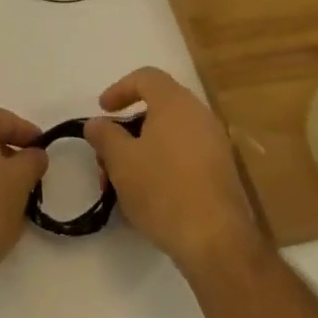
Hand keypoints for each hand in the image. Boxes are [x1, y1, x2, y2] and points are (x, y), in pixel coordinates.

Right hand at [86, 68, 265, 277]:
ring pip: (169, 135)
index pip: (146, 77)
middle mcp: (199, 115)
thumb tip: (97, 123)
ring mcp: (214, 144)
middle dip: (126, 129)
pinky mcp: (220, 171)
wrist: (215, 240)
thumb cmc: (163, 189)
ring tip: (120, 182)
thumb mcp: (121, 161)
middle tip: (106, 155)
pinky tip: (146, 195)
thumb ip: (104, 135)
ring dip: (141, 151)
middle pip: (157, 108)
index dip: (120, 88)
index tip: (102, 111)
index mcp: (176, 103)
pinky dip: (161, 164)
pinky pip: (184, 154)